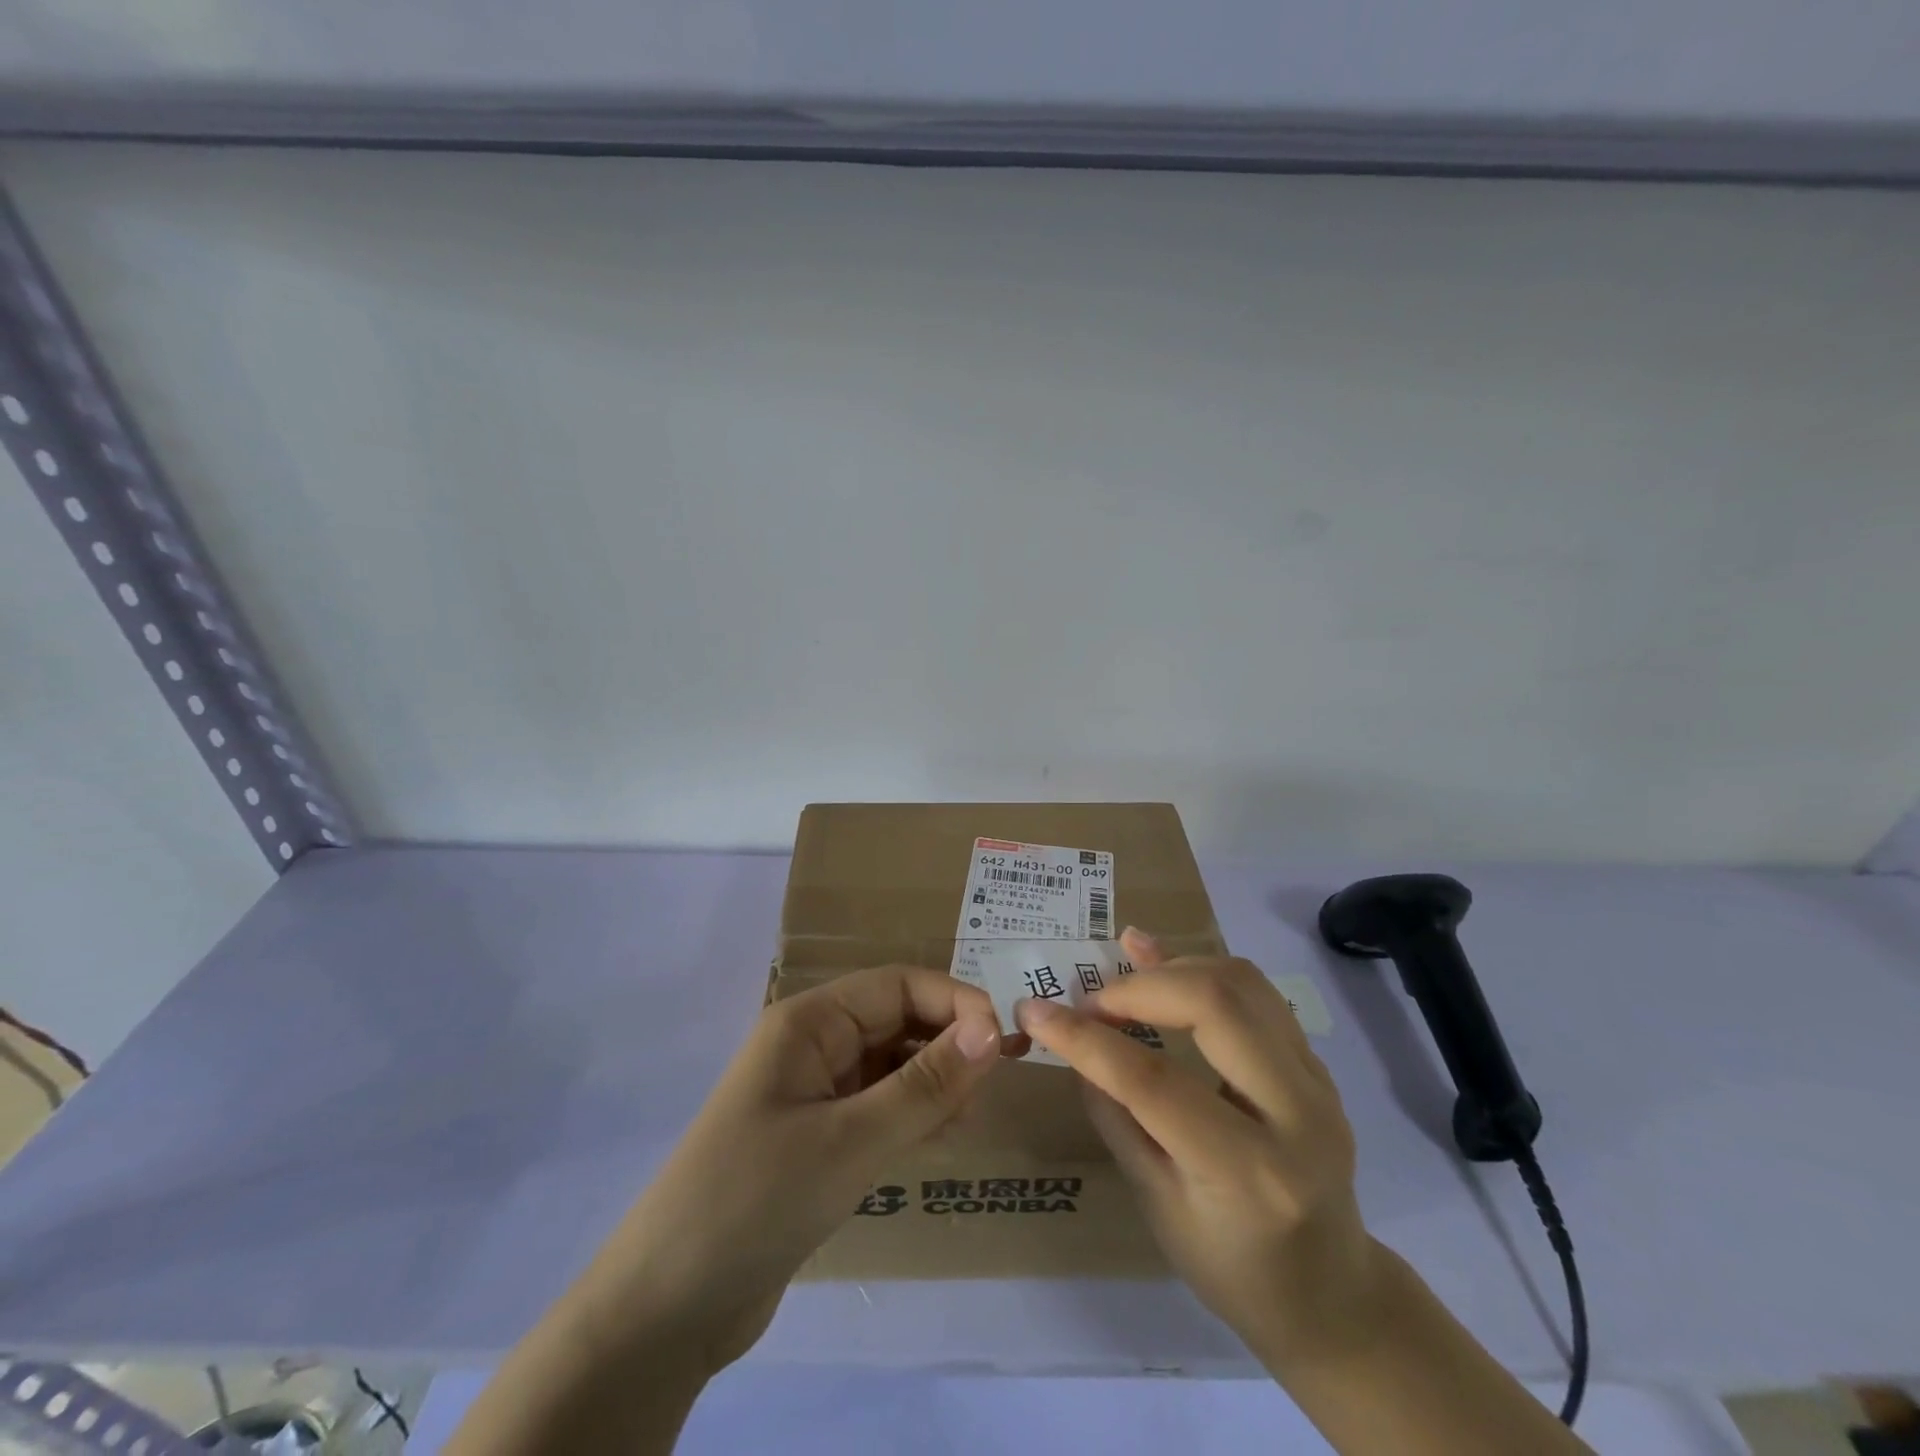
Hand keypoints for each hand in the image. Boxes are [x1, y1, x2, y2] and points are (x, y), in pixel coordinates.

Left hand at [574, 965, 1002, 1375]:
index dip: (955, 1001)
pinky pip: (877, 1106)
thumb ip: (925, 1083)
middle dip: (948, 1040)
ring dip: (934, 1079)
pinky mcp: (815, 1137)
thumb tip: (992, 1028)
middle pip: (895, 1020)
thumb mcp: (851, 1140)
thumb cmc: (758, 1200)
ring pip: (890, 1064)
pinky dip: (911, 1113)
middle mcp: (812, 1044)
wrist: (666, 1308)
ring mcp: (812, 1092)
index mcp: (810, 1021)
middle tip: (1001, 1079)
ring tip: (971, 1114)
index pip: (897, 985)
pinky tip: (941, 1137)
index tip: (1006, 1039)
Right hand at [1016, 928, 1384, 1373]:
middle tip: (1092, 1002)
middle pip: (1215, 1003)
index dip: (1085, 1040)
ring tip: (1125, 979)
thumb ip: (1116, 1115)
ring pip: (1241, 981)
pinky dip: (1201, 970)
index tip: (1034, 1010)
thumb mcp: (1157, 1204)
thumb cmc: (1231, 1268)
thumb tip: (1075, 1041)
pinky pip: (1256, 992)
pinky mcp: (1317, 1061)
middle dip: (1138, 987)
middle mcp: (1297, 1115)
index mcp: (1249, 1173)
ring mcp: (1317, 1081)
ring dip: (1172, 967)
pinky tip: (1161, 966)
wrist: (1333, 1295)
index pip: (1154, 1083)